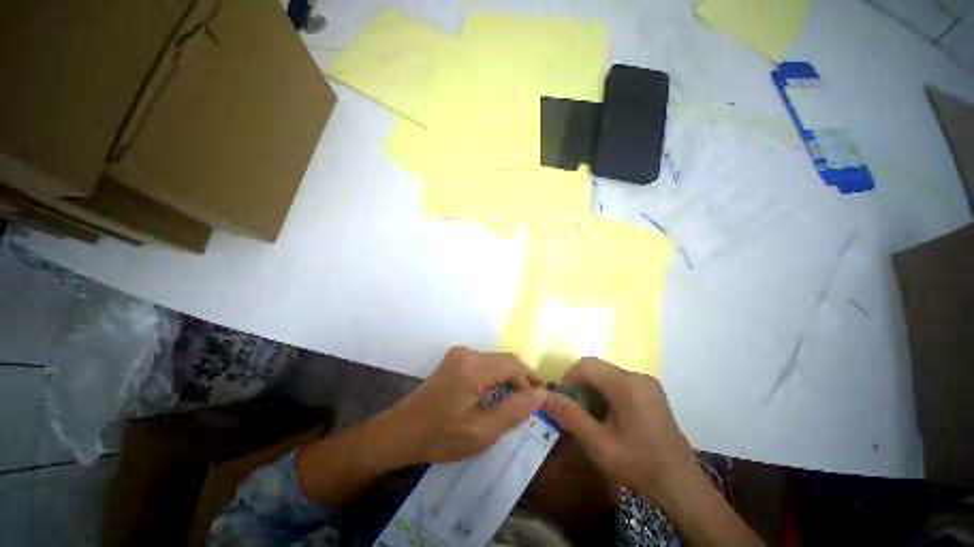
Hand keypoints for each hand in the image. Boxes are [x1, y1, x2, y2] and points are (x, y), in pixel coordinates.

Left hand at [382, 346, 547, 463]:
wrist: (401, 431)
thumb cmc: (440, 437)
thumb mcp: (481, 432)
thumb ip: (514, 411)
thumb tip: (540, 394)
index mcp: (472, 368)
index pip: (513, 364)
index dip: (531, 378)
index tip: (543, 397)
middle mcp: (467, 353)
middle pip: (505, 359)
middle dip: (521, 378)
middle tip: (531, 402)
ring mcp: (459, 354)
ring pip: (496, 361)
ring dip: (509, 378)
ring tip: (517, 401)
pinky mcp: (455, 359)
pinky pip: (485, 363)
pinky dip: (496, 376)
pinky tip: (497, 394)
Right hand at [543, 359, 766, 545]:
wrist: (681, 486)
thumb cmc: (638, 464)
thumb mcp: (597, 443)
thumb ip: (569, 415)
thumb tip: (543, 396)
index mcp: (626, 384)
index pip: (587, 364)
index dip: (569, 377)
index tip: (563, 400)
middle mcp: (638, 376)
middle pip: (598, 368)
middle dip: (580, 385)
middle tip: (575, 411)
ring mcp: (648, 384)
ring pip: (608, 375)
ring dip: (593, 390)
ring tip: (592, 417)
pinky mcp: (652, 393)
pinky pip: (621, 383)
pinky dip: (607, 394)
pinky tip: (610, 418)